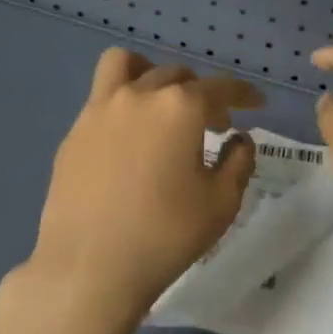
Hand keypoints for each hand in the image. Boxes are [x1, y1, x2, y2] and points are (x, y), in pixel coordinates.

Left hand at [28, 49, 262, 326]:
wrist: (88, 268)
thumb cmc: (165, 236)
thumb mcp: (221, 204)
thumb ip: (239, 162)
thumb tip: (239, 138)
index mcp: (180, 107)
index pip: (221, 87)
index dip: (244, 94)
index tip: (257, 103)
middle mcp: (140, 94)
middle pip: (177, 76)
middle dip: (201, 94)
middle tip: (213, 124)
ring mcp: (100, 109)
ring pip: (127, 64)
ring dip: (150, 73)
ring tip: (160, 103)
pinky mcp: (75, 131)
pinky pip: (102, 98)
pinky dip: (123, 104)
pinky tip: (129, 140)